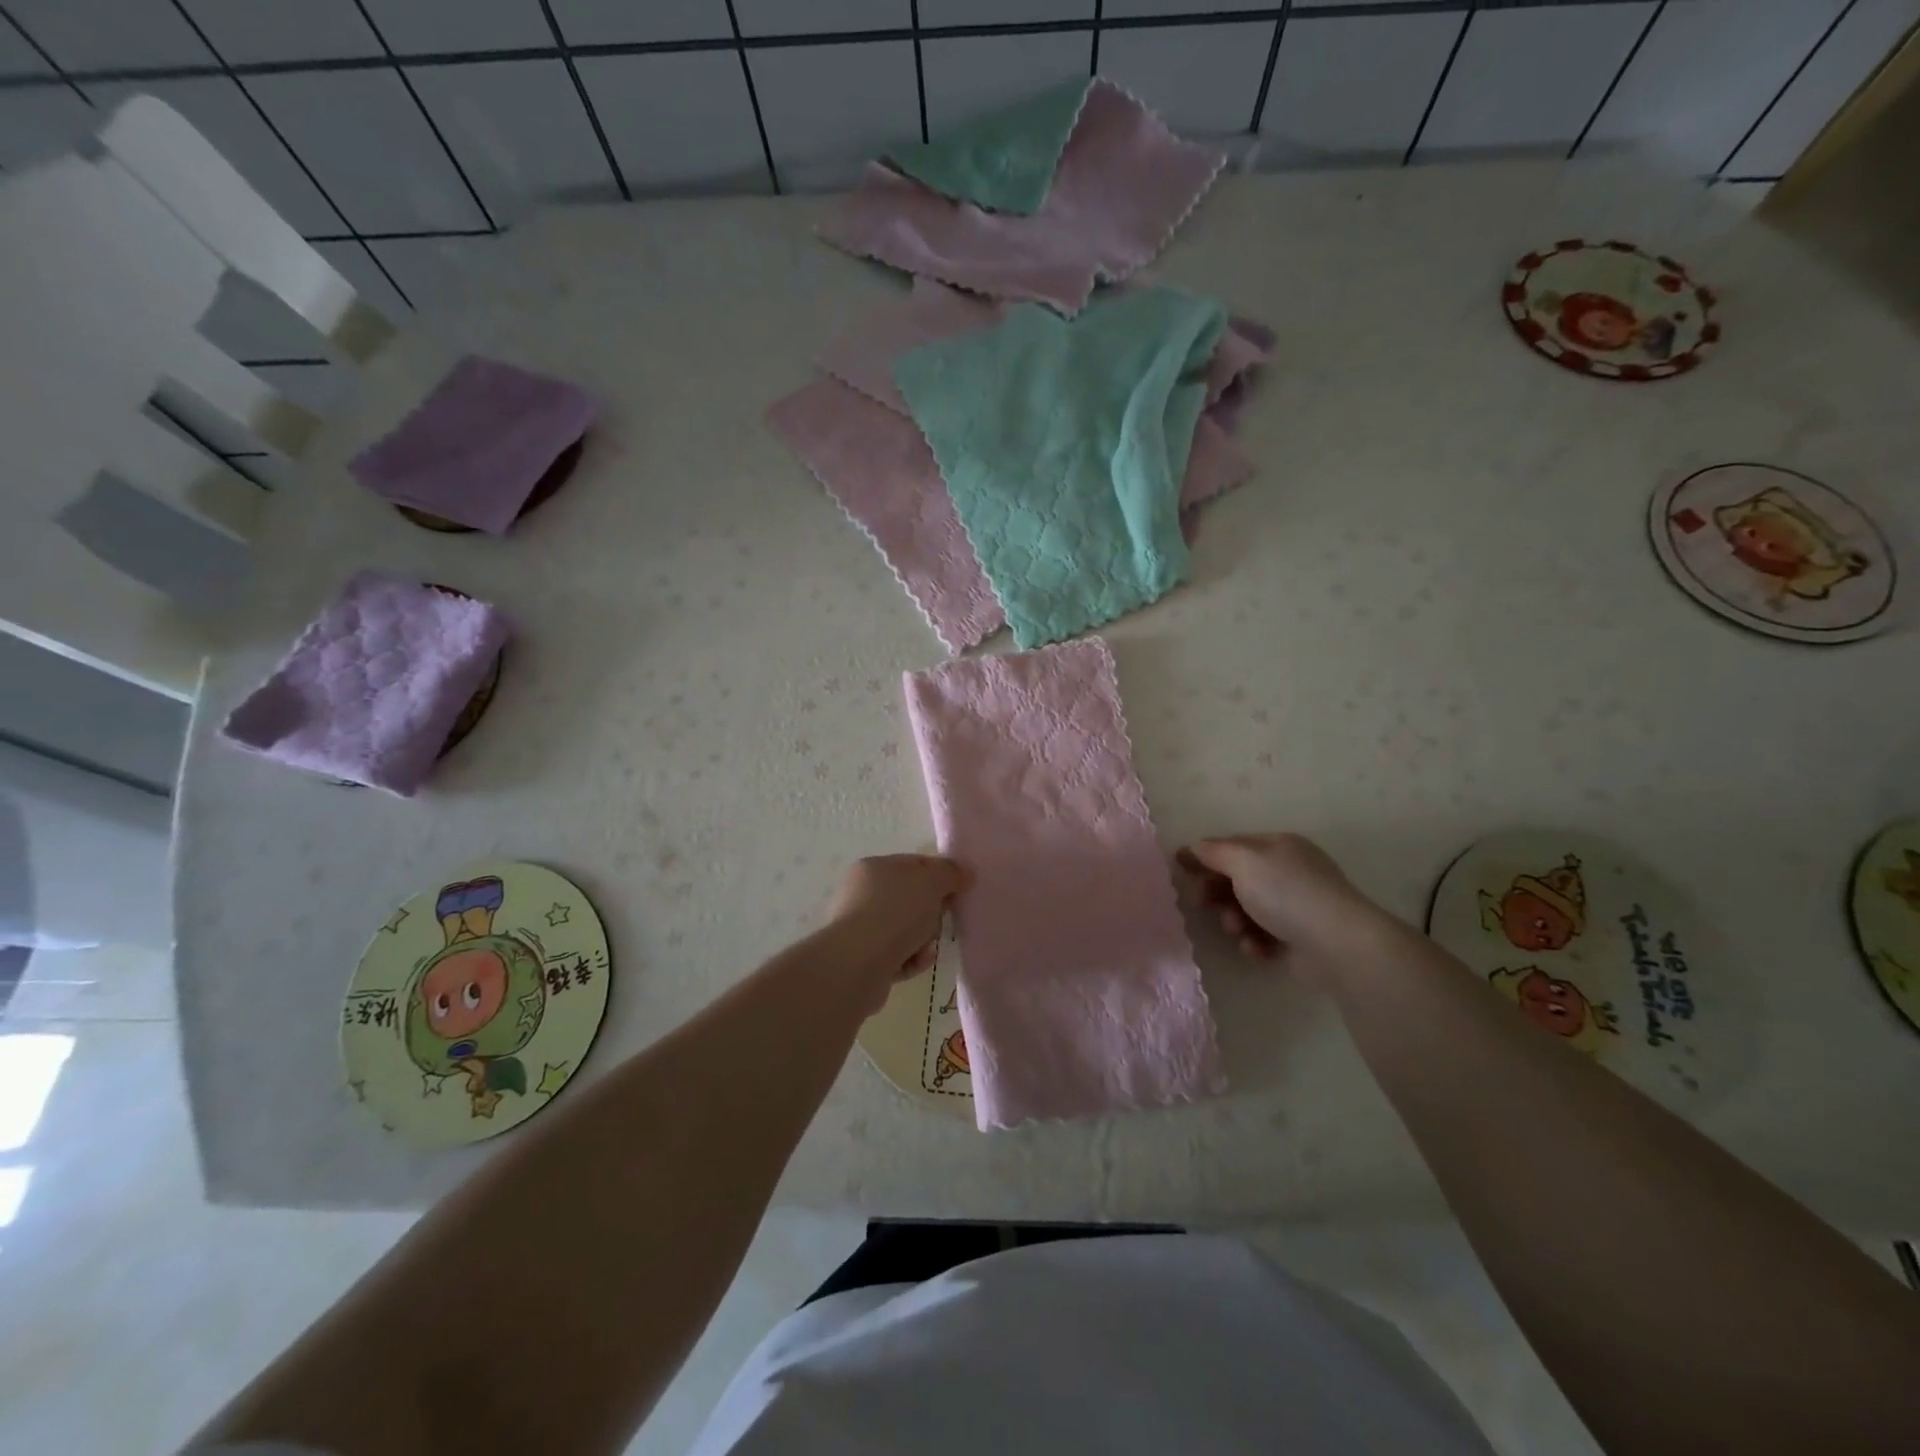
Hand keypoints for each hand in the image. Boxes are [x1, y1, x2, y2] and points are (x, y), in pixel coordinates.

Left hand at [824, 854, 971, 1002]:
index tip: (959, 890)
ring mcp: (860, 928)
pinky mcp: (862, 959)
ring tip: (927, 946)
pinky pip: (897, 955)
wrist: (858, 963)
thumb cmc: (895, 912)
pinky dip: (911, 958)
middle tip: (941, 919)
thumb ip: (951, 873)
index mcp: (874, 868)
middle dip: (932, 911)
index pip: (915, 865)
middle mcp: (861, 895)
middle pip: (911, 899)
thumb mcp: (931, 882)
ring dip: (923, 938)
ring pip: (906, 929)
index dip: (940, 875)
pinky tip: (919, 961)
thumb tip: (966, 872)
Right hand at [1177, 833, 1378, 976]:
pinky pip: (1262, 937)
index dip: (1205, 855)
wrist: (1337, 944)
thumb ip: (1213, 852)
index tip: (1179, 868)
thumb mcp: (1243, 861)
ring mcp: (1295, 907)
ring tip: (1238, 931)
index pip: (1233, 845)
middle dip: (1218, 893)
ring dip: (1234, 921)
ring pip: (1246, 911)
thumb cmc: (1286, 892)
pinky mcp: (1298, 940)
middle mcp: (1288, 872)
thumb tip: (1193, 848)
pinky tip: (1256, 948)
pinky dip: (1254, 942)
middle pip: (1237, 879)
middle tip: (1203, 904)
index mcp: (1279, 846)